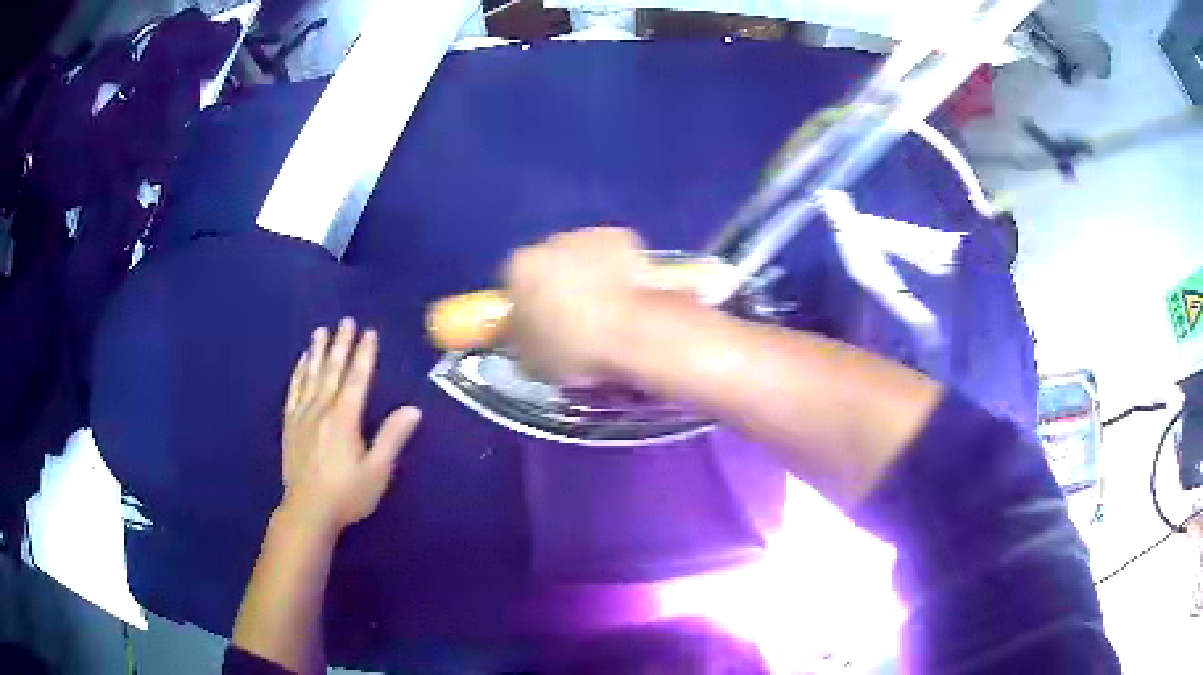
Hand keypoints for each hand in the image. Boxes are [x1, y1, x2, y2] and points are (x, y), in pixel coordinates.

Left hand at [281, 318, 421, 531]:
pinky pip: (294, 391)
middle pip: (332, 371)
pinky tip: (301, 362)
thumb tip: (413, 409)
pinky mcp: (290, 425)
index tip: (369, 332)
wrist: (307, 512)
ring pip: (311, 376)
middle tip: (345, 321)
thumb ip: (392, 438)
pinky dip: (298, 373)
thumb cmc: (347, 494)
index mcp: (345, 419)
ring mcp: (303, 416)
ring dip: (318, 352)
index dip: (364, 354)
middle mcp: (322, 410)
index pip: (357, 379)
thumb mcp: (377, 471)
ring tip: (321, 331)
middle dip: (341, 345)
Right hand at [504, 227, 649, 382]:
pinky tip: (627, 295)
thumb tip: (524, 333)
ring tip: (606, 308)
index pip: (515, 283)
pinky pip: (614, 254)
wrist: (631, 331)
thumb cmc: (575, 349)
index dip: (528, 304)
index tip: (542, 323)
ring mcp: (588, 235)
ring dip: (588, 274)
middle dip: (559, 284)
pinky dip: (618, 270)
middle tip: (575, 317)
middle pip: (549, 262)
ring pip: (582, 255)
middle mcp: (549, 242)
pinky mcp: (622, 237)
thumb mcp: (533, 359)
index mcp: (520, 270)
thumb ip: (523, 339)